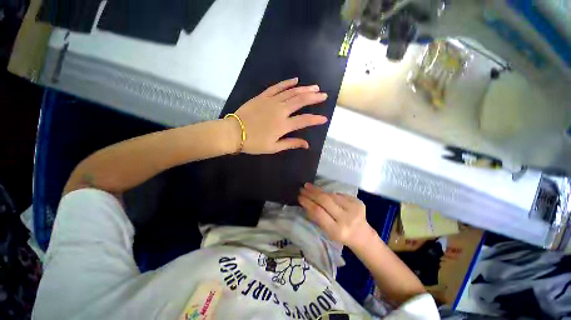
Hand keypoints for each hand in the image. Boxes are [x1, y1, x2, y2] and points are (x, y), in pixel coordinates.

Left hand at [230, 78, 328, 153]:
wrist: (234, 132)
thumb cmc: (254, 143)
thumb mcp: (274, 147)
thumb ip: (291, 143)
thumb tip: (306, 144)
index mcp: (283, 125)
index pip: (304, 120)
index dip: (315, 119)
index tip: (324, 118)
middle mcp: (280, 110)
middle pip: (300, 101)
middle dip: (314, 98)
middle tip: (324, 95)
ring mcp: (271, 101)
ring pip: (291, 92)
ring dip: (304, 89)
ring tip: (315, 87)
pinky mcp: (263, 96)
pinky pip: (277, 87)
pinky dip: (287, 83)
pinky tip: (295, 80)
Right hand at [298, 183, 375, 248]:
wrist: (363, 236)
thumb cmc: (341, 236)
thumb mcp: (327, 231)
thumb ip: (317, 218)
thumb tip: (306, 202)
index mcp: (337, 230)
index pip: (318, 212)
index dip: (308, 203)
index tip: (299, 197)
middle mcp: (347, 218)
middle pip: (325, 200)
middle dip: (312, 193)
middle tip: (303, 188)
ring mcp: (354, 208)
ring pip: (332, 195)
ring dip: (319, 190)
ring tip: (310, 186)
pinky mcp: (358, 201)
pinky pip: (339, 194)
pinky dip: (329, 193)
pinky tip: (322, 191)